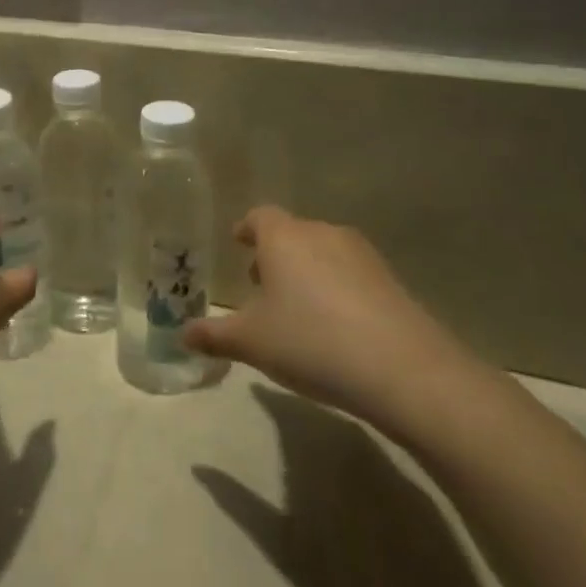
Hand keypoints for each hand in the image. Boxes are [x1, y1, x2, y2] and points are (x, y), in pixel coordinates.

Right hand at [182, 206, 481, 436]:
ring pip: (323, 252)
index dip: (246, 229)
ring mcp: (362, 255)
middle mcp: (322, 233)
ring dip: (307, 271)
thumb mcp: (251, 343)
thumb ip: (214, 335)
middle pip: (292, 233)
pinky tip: (334, 326)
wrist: (403, 370)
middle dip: (275, 254)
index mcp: (283, 238)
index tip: (238, 244)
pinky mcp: (391, 280)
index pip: (259, 216)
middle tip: (261, 286)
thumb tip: (182, 334)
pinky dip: (337, 289)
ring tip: (297, 309)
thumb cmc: (310, 342)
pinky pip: (352, 274)